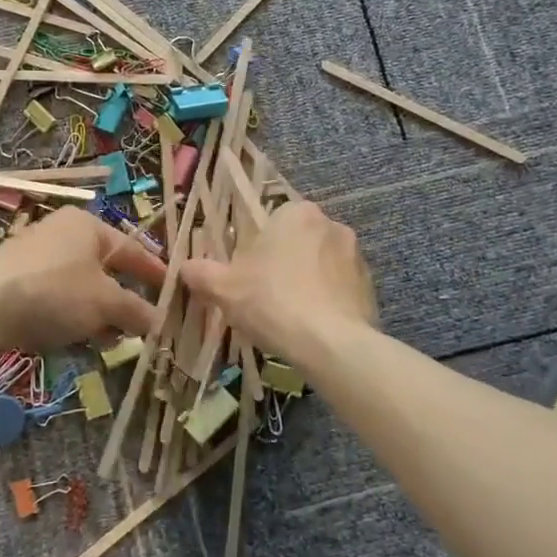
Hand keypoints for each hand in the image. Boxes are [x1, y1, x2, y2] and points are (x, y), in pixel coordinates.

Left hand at [0, 206, 166, 349]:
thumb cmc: (55, 292)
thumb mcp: (104, 303)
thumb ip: (135, 310)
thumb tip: (159, 320)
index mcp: (88, 226)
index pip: (133, 248)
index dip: (156, 273)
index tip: (175, 293)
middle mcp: (63, 234)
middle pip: (105, 269)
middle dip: (123, 302)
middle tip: (140, 328)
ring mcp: (36, 257)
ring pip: (80, 287)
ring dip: (98, 315)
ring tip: (108, 342)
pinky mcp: (17, 281)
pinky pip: (56, 298)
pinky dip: (71, 317)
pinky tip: (75, 341)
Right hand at [182, 200, 376, 361]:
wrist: (330, 344)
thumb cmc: (271, 301)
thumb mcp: (223, 288)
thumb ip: (201, 273)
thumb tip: (185, 267)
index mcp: (296, 213)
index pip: (272, 221)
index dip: (256, 249)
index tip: (247, 276)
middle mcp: (331, 224)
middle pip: (298, 242)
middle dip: (284, 264)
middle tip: (265, 297)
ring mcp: (356, 255)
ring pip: (321, 265)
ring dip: (308, 282)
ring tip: (291, 317)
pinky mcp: (370, 286)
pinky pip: (341, 289)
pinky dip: (328, 302)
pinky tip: (313, 327)